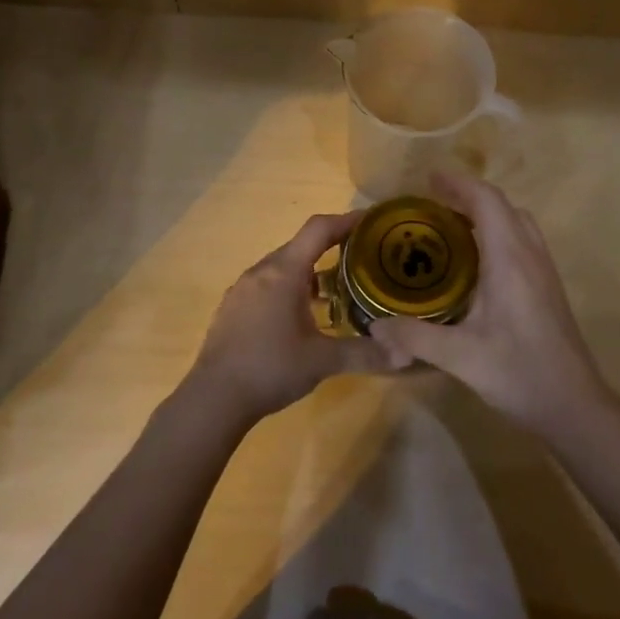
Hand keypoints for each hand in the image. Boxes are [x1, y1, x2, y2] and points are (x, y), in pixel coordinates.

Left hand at [187, 212, 386, 428]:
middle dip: (333, 247)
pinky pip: (268, 284)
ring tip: (338, 289)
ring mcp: (243, 289)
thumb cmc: (270, 369)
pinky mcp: (233, 307)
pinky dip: (290, 287)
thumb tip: (406, 355)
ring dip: (311, 271)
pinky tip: (302, 316)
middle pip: (301, 246)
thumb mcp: (322, 361)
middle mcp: (261, 271)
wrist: (213, 398)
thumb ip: (364, 354)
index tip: (372, 221)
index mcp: (284, 272)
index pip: (318, 229)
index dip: (346, 220)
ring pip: (283, 266)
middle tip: (363, 259)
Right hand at [367, 174, 612, 437]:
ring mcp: (544, 270)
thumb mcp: (459, 357)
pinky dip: (498, 234)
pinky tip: (476, 264)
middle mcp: (530, 255)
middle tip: (432, 205)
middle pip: (503, 206)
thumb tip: (374, 326)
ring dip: (486, 214)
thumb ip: (414, 337)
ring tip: (451, 228)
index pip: (487, 201)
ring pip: (517, 222)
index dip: (458, 183)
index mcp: (509, 259)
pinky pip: (522, 241)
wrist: (574, 405)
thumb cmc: (518, 373)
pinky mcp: (548, 287)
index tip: (429, 178)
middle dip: (468, 196)